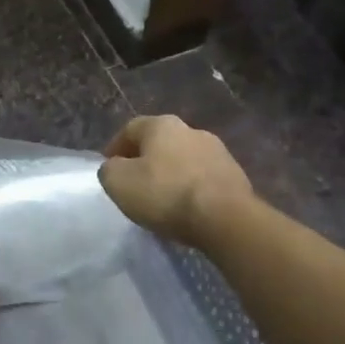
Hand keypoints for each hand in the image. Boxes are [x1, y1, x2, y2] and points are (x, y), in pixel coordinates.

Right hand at [99, 115, 254, 247]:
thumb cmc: (165, 194)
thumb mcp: (118, 182)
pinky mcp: (235, 175)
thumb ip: (109, 170)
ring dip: (170, 173)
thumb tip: (116, 167)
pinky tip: (185, 206)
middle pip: (160, 142)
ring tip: (161, 197)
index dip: (115, 147)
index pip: (130, 129)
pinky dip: (190, 187)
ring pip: (183, 159)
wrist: (225, 218)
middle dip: (145, 159)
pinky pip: (202, 178)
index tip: (109, 167)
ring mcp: (218, 151)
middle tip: (134, 182)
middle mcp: (191, 130)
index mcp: (161, 125)